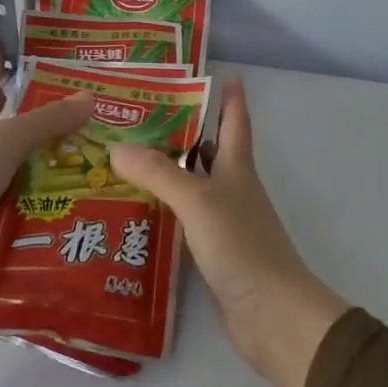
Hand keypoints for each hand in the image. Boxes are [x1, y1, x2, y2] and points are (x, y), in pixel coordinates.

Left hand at [0, 44, 92, 299]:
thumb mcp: (5, 141)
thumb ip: (47, 121)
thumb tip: (90, 96)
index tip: (5, 44)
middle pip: (13, 125)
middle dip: (45, 116)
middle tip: (88, 108)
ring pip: (24, 165)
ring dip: (54, 162)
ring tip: (99, 158)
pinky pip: (24, 201)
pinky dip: (46, 199)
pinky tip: (76, 200)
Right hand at [111, 80, 347, 386]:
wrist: (271, 314)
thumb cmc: (241, 245)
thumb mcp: (199, 201)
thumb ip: (159, 173)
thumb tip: (116, 147)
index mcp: (237, 169)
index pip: (235, 122)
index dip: (231, 97)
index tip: (222, 72)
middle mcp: (232, 190)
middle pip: (210, 151)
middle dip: (184, 132)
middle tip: (141, 117)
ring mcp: (224, 223)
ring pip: (193, 187)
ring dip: (167, 173)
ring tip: (125, 160)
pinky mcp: (213, 253)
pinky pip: (184, 221)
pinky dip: (164, 212)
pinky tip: (136, 213)